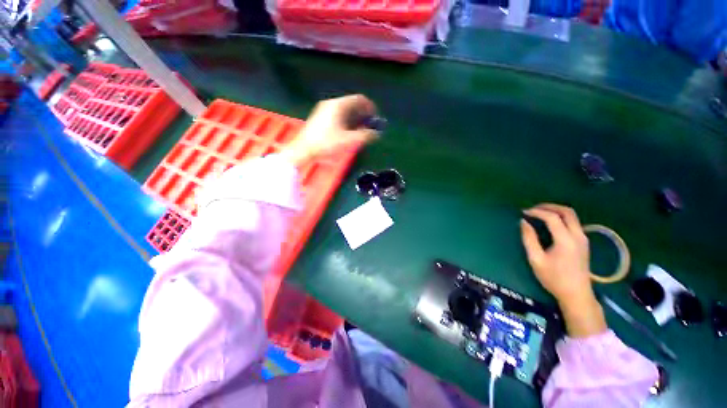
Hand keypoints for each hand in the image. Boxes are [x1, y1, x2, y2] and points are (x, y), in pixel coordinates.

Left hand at [280, 95, 379, 165]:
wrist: (303, 150)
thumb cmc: (326, 143)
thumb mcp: (348, 141)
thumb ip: (365, 136)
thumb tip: (376, 134)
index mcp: (338, 105)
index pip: (359, 99)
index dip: (370, 107)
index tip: (375, 118)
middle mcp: (331, 104)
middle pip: (352, 105)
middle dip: (363, 115)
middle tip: (370, 126)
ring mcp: (324, 110)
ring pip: (345, 111)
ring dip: (355, 119)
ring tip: (361, 131)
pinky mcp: (320, 118)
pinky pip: (338, 115)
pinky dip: (347, 121)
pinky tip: (349, 132)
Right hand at [520, 204, 606, 337]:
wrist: (576, 294)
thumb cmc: (554, 278)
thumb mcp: (536, 259)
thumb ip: (529, 239)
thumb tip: (523, 222)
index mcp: (565, 240)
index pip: (552, 217)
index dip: (537, 212)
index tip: (523, 212)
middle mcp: (578, 236)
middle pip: (567, 211)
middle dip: (549, 206)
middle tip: (533, 208)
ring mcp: (583, 238)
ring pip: (572, 216)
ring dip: (556, 211)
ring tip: (540, 213)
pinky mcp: (584, 242)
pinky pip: (573, 223)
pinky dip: (561, 218)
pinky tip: (550, 223)